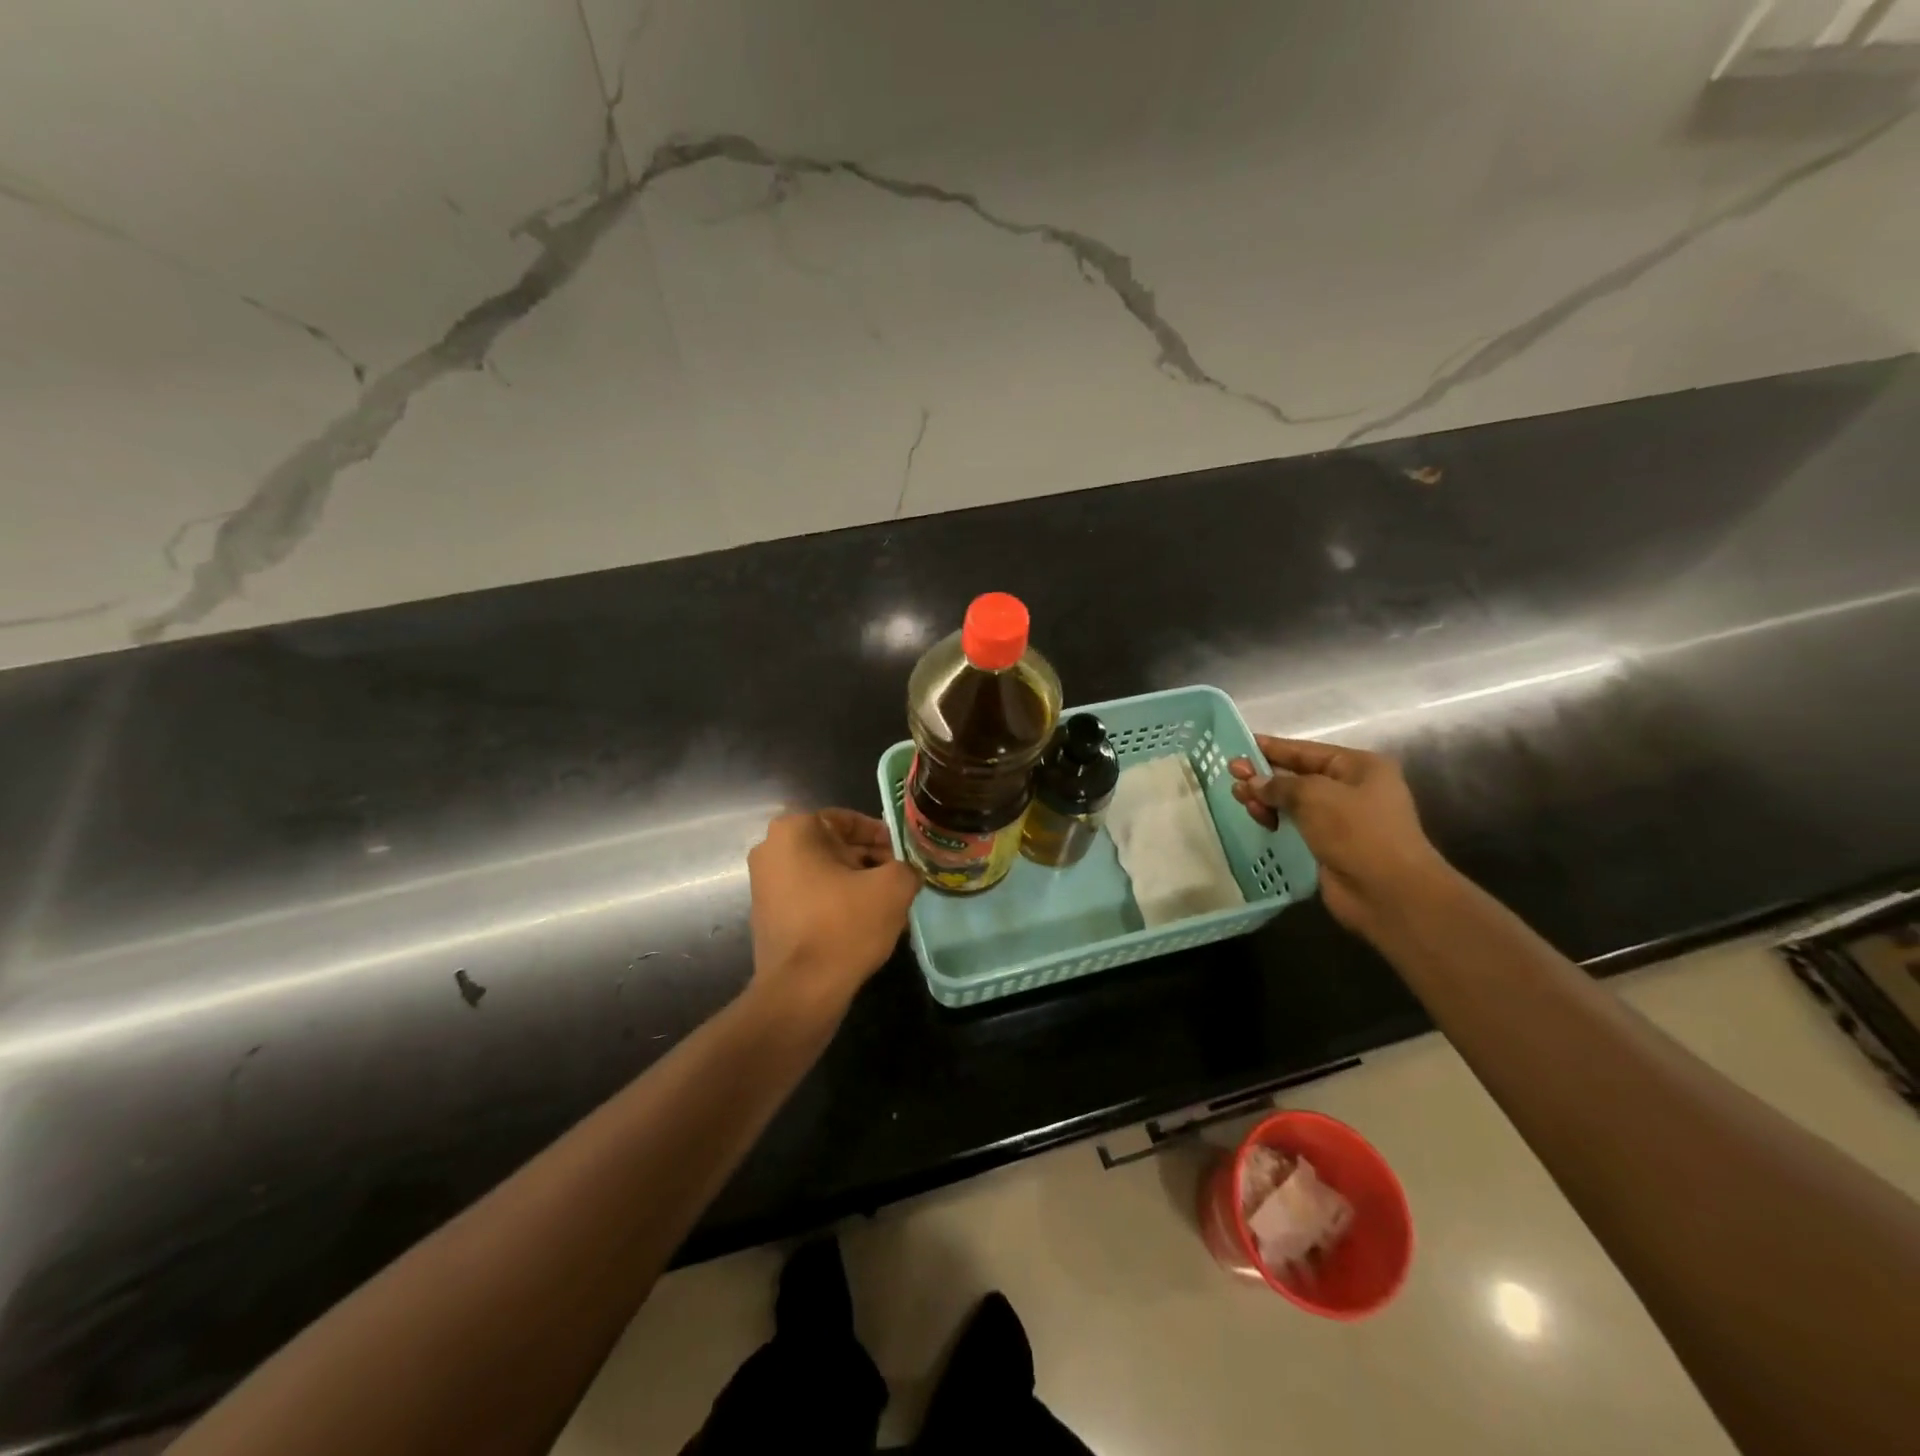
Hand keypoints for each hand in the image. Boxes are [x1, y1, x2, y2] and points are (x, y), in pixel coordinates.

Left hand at [745, 809, 920, 1020]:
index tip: (904, 855)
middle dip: (870, 862)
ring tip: (888, 906)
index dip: (882, 836)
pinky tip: (864, 924)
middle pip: (835, 846)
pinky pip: (811, 897)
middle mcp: (771, 850)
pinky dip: (837, 903)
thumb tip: (907, 872)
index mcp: (795, 830)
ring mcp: (765, 884)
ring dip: (857, 884)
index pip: (848, 820)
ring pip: (824, 873)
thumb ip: (907, 867)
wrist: (800, 991)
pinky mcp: (768, 915)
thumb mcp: (893, 888)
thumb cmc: (844, 926)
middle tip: (900, 881)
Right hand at [1229, 736, 1448, 934]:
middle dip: (1264, 775)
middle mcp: (1352, 789)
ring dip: (1266, 799)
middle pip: (1298, 775)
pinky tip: (1257, 819)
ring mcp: (1341, 819)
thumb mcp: (1314, 796)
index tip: (1241, 745)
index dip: (1272, 747)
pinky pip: (1295, 826)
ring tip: (1240, 799)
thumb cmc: (1357, 831)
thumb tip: (1252, 782)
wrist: (1388, 892)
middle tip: (1231, 775)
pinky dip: (1275, 820)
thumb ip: (1279, 784)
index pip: (1306, 750)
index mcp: (1359, 767)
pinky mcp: (1329, 845)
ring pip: (1293, 802)